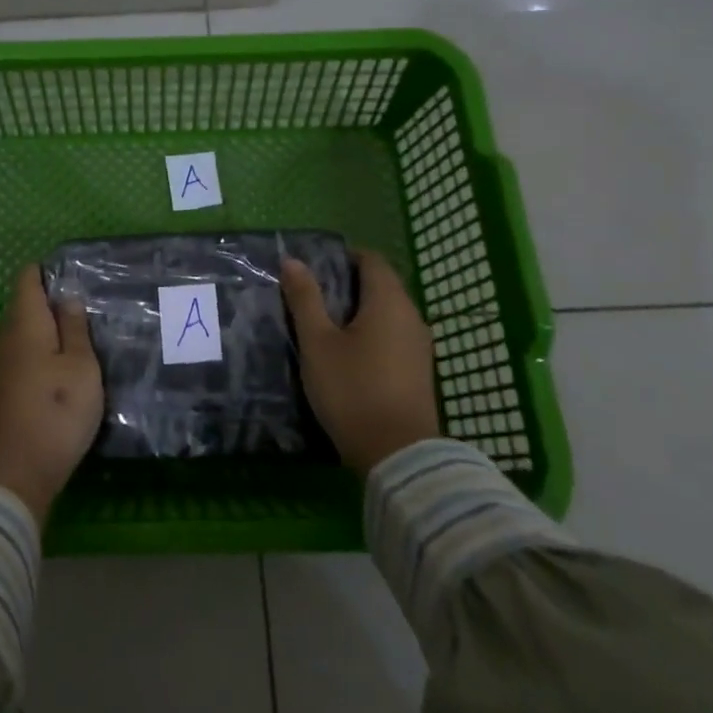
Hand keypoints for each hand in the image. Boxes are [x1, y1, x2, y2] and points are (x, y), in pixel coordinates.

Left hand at [0, 264, 103, 523]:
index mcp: (25, 322)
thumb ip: (74, 328)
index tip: (78, 277)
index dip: (50, 271)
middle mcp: (6, 337)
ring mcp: (0, 366)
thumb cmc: (55, 411)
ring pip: (26, 334)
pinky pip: (23, 358)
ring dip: (50, 333)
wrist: (14, 473)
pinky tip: (64, 371)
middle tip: (91, 310)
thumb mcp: (80, 366)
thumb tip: (68, 296)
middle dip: (54, 303)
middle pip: (26, 306)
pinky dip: (43, 356)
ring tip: (85, 339)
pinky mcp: (2, 391)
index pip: (28, 278)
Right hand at [281, 249, 440, 473]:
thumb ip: (305, 299)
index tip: (315, 268)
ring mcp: (420, 345)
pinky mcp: (419, 371)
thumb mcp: (317, 343)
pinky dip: (373, 333)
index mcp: (389, 301)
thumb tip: (292, 261)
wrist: (398, 455)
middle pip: (381, 284)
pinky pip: (394, 336)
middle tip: (312, 296)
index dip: (344, 256)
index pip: (371, 259)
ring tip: (326, 325)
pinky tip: (349, 354)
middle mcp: (411, 315)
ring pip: (388, 313)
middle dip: (349, 284)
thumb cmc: (352, 389)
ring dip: (360, 311)